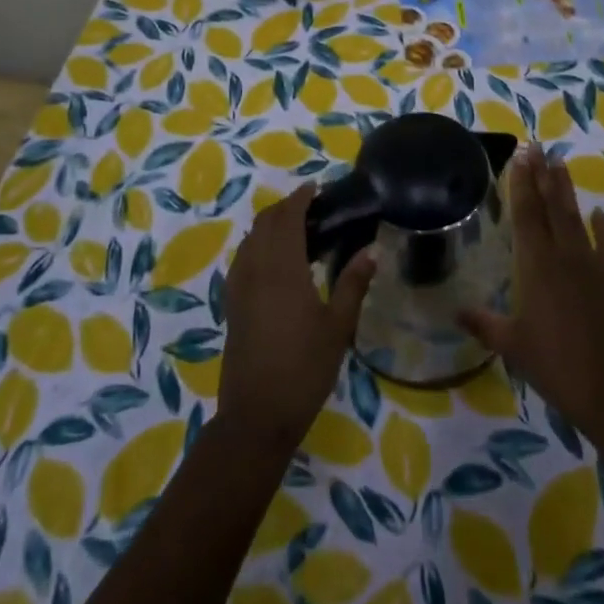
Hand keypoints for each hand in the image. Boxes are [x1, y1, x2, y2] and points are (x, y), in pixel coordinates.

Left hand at [217, 184, 375, 448]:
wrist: (256, 415)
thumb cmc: (304, 369)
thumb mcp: (338, 327)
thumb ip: (353, 284)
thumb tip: (371, 250)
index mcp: (283, 269)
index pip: (288, 218)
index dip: (300, 198)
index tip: (316, 188)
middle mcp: (256, 269)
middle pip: (265, 223)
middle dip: (285, 207)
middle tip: (312, 207)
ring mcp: (239, 287)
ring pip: (250, 239)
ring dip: (269, 225)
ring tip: (296, 230)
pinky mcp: (232, 304)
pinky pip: (242, 259)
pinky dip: (257, 246)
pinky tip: (274, 262)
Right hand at [459, 145, 603, 430]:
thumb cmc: (554, 364)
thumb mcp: (512, 345)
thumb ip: (484, 323)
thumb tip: (456, 311)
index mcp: (536, 265)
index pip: (526, 213)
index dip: (522, 183)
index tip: (521, 155)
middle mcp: (564, 255)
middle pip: (551, 206)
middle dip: (543, 175)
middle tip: (538, 146)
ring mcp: (592, 265)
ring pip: (576, 218)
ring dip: (567, 190)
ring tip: (560, 163)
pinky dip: (603, 229)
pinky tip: (599, 214)